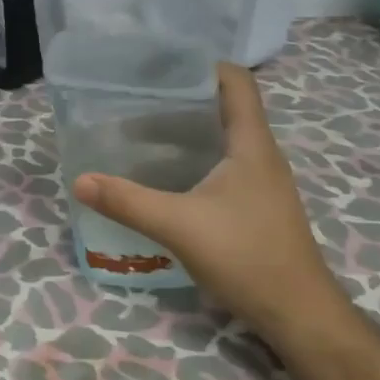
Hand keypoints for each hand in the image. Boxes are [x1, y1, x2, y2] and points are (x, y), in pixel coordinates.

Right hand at [71, 62, 340, 332]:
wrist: (298, 314)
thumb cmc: (247, 256)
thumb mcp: (179, 226)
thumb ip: (128, 202)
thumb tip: (80, 180)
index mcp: (251, 144)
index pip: (236, 82)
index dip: (203, 65)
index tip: (162, 65)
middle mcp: (261, 156)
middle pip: (224, 108)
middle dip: (182, 99)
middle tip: (136, 100)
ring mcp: (261, 183)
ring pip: (222, 140)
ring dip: (186, 133)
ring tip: (140, 135)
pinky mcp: (256, 207)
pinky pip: (223, 167)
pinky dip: (194, 161)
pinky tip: (165, 178)